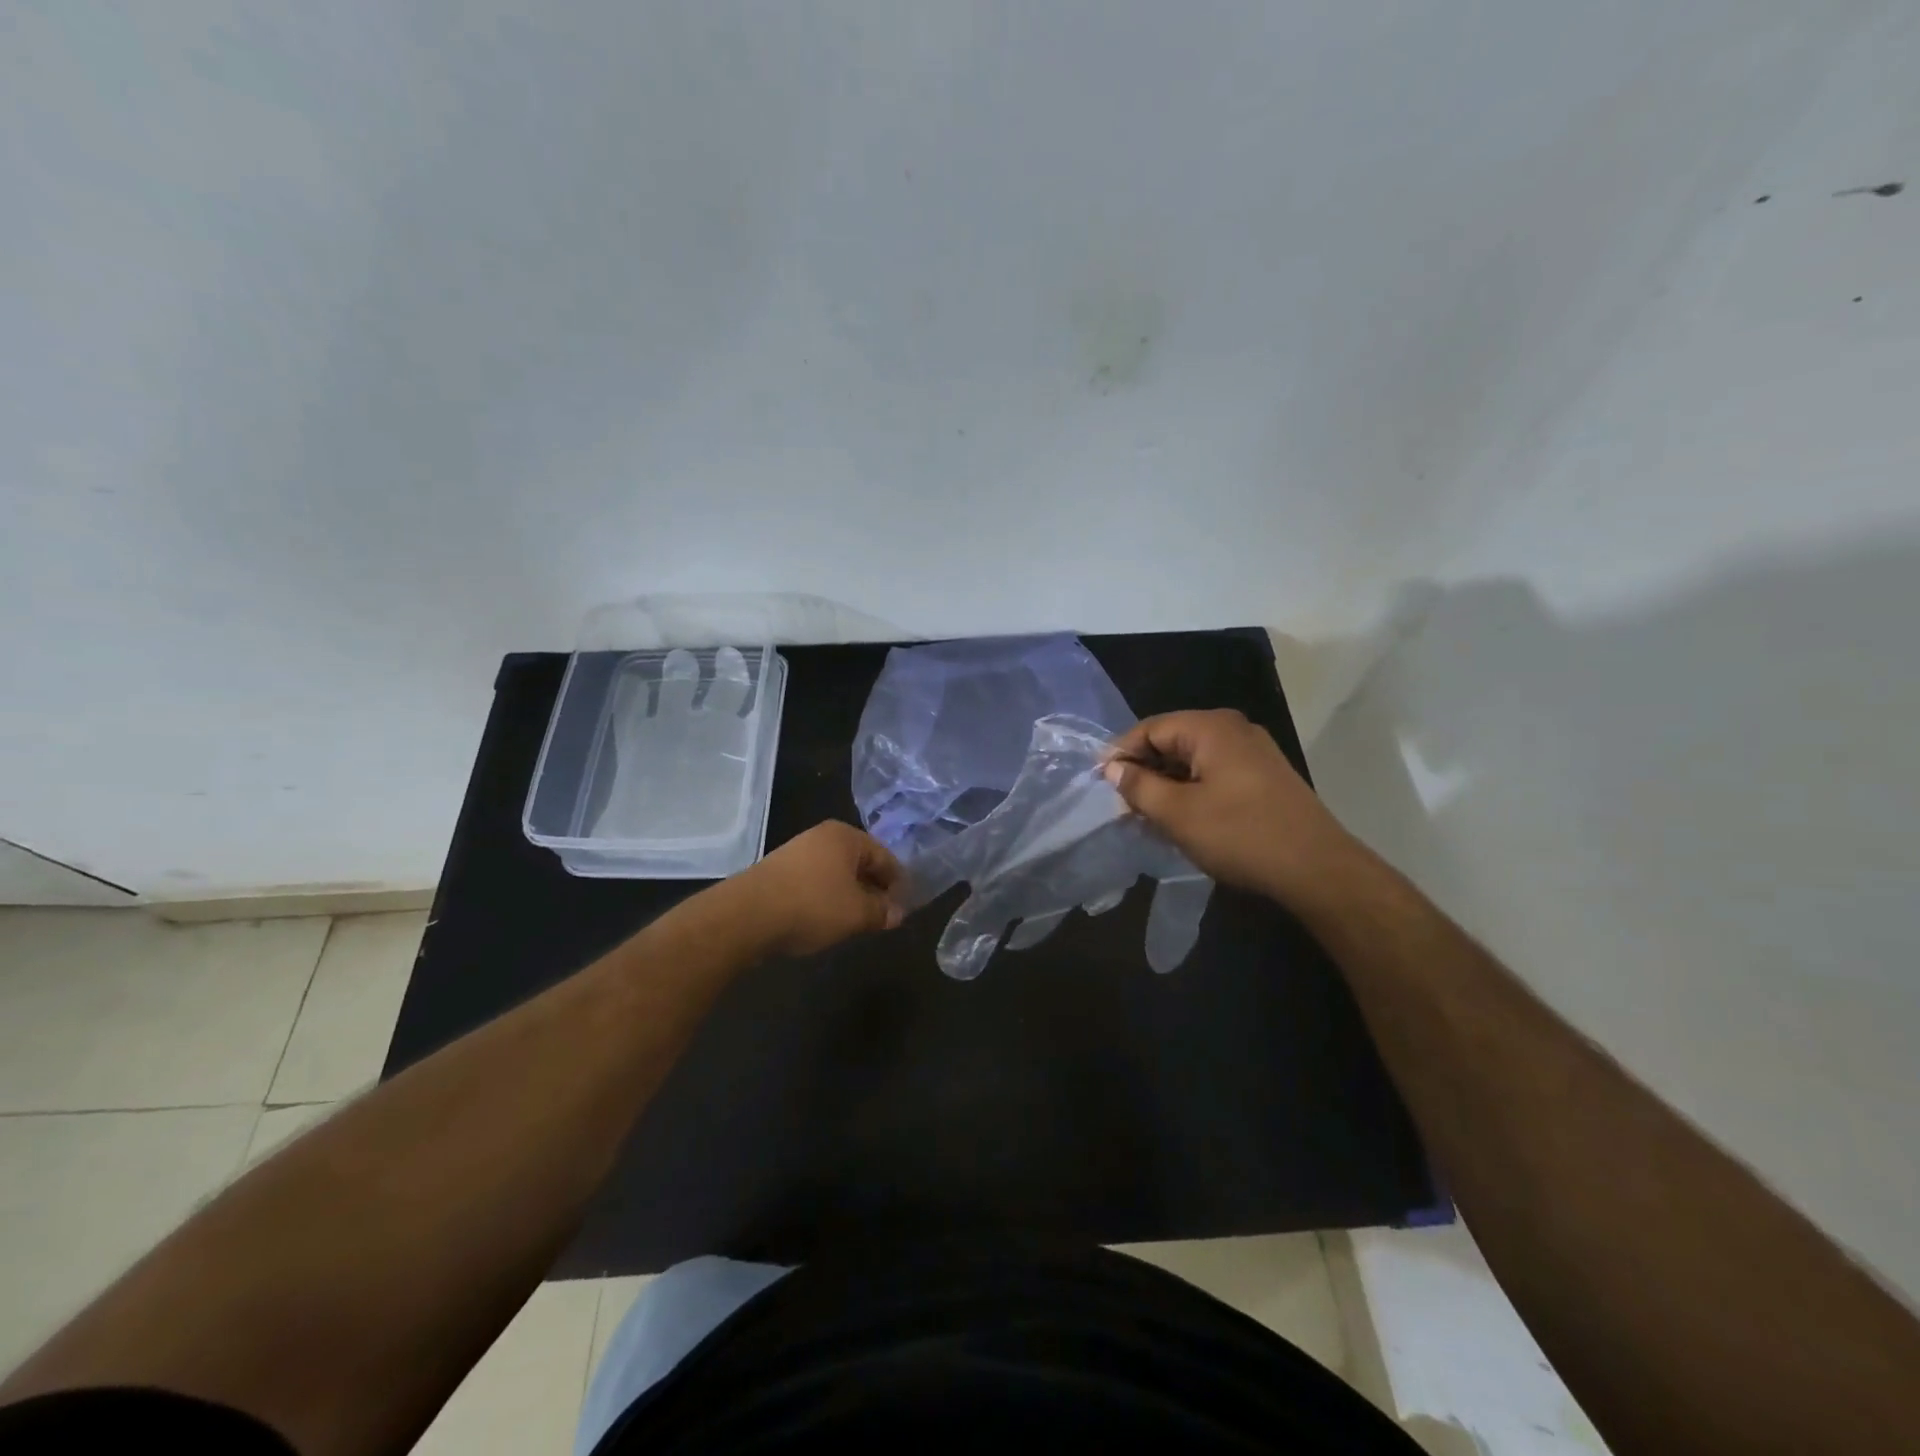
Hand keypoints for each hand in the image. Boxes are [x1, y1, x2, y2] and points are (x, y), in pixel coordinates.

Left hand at [732, 821, 905, 956]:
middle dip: (873, 888)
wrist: (747, 916)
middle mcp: (822, 836)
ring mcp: (797, 852)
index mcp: (846, 836)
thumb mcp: (857, 913)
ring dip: (849, 895)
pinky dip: (826, 898)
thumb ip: (882, 911)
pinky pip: (814, 882)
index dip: (898, 883)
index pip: (885, 857)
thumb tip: (898, 913)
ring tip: (856, 921)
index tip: (904, 908)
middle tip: (883, 916)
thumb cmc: (812, 906)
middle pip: (859, 863)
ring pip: (836, 874)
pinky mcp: (778, 871)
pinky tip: (826, 919)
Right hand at [1102, 709, 1353, 904]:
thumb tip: (1113, 768)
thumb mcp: (1178, 813)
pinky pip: (1214, 772)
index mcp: (1211, 728)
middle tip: (1122, 802)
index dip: (1121, 753)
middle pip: (1172, 740)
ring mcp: (1253, 751)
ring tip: (1146, 814)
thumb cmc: (1240, 834)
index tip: (1101, 781)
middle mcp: (1233, 729)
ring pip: (1193, 759)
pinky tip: (1181, 817)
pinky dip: (1191, 789)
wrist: (1317, 869)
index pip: (1150, 728)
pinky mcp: (1264, 776)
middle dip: (1144, 769)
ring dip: (1167, 783)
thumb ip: (1139, 786)